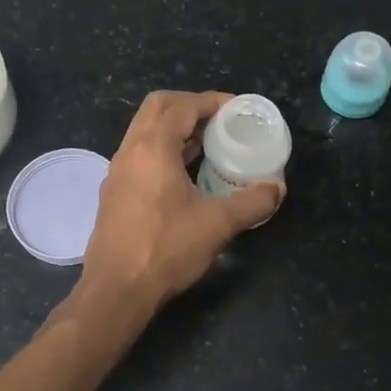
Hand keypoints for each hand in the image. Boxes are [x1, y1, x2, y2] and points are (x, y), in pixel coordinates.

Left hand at [79, 91, 281, 313]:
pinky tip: (184, 173)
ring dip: (174, 127)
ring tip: (207, 143)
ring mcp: (117, 171)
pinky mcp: (114, 192)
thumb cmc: (166, 249)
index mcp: (152, 147)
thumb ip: (252, 203)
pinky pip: (139, 154)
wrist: (116, 289)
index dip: (211, 101)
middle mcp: (130, 151)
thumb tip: (277, 189)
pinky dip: (162, 149)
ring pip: (145, 130)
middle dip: (190, 105)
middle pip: (157, 107)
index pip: (182, 106)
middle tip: (219, 119)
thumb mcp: (218, 224)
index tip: (236, 109)